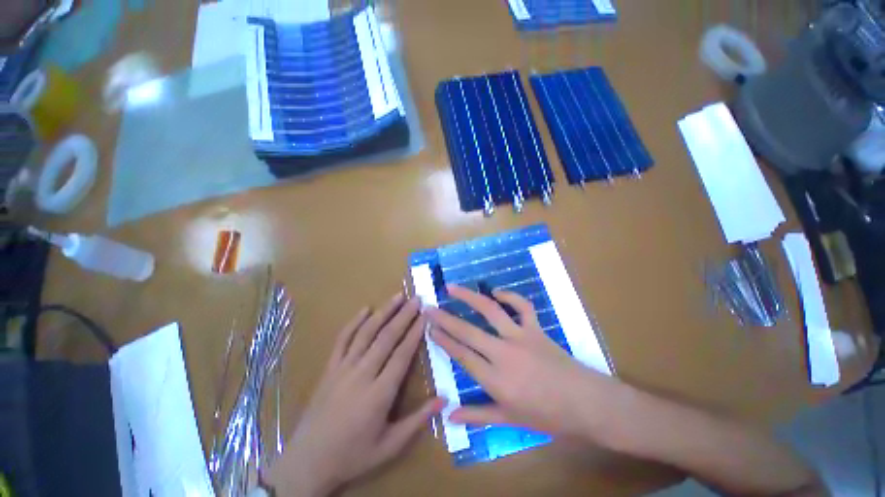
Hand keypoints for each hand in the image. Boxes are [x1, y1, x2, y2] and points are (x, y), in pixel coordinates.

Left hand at [266, 293, 443, 496]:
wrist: (308, 462)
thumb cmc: (353, 455)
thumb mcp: (390, 445)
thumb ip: (418, 420)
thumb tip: (444, 399)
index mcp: (379, 394)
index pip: (402, 354)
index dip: (415, 333)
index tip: (425, 316)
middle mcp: (362, 374)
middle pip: (386, 337)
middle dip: (404, 315)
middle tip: (416, 299)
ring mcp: (343, 368)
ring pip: (366, 333)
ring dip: (383, 312)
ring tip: (397, 296)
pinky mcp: (329, 368)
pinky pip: (342, 339)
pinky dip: (354, 322)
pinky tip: (365, 308)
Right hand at [427, 285, 618, 441]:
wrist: (587, 404)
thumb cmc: (548, 417)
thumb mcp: (510, 421)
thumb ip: (477, 415)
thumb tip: (449, 416)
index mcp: (495, 379)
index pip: (461, 354)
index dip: (443, 339)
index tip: (429, 327)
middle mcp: (503, 353)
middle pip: (467, 331)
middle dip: (445, 318)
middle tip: (429, 307)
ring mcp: (520, 337)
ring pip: (490, 311)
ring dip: (469, 297)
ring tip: (452, 287)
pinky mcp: (536, 329)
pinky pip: (522, 307)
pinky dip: (510, 296)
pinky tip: (497, 292)